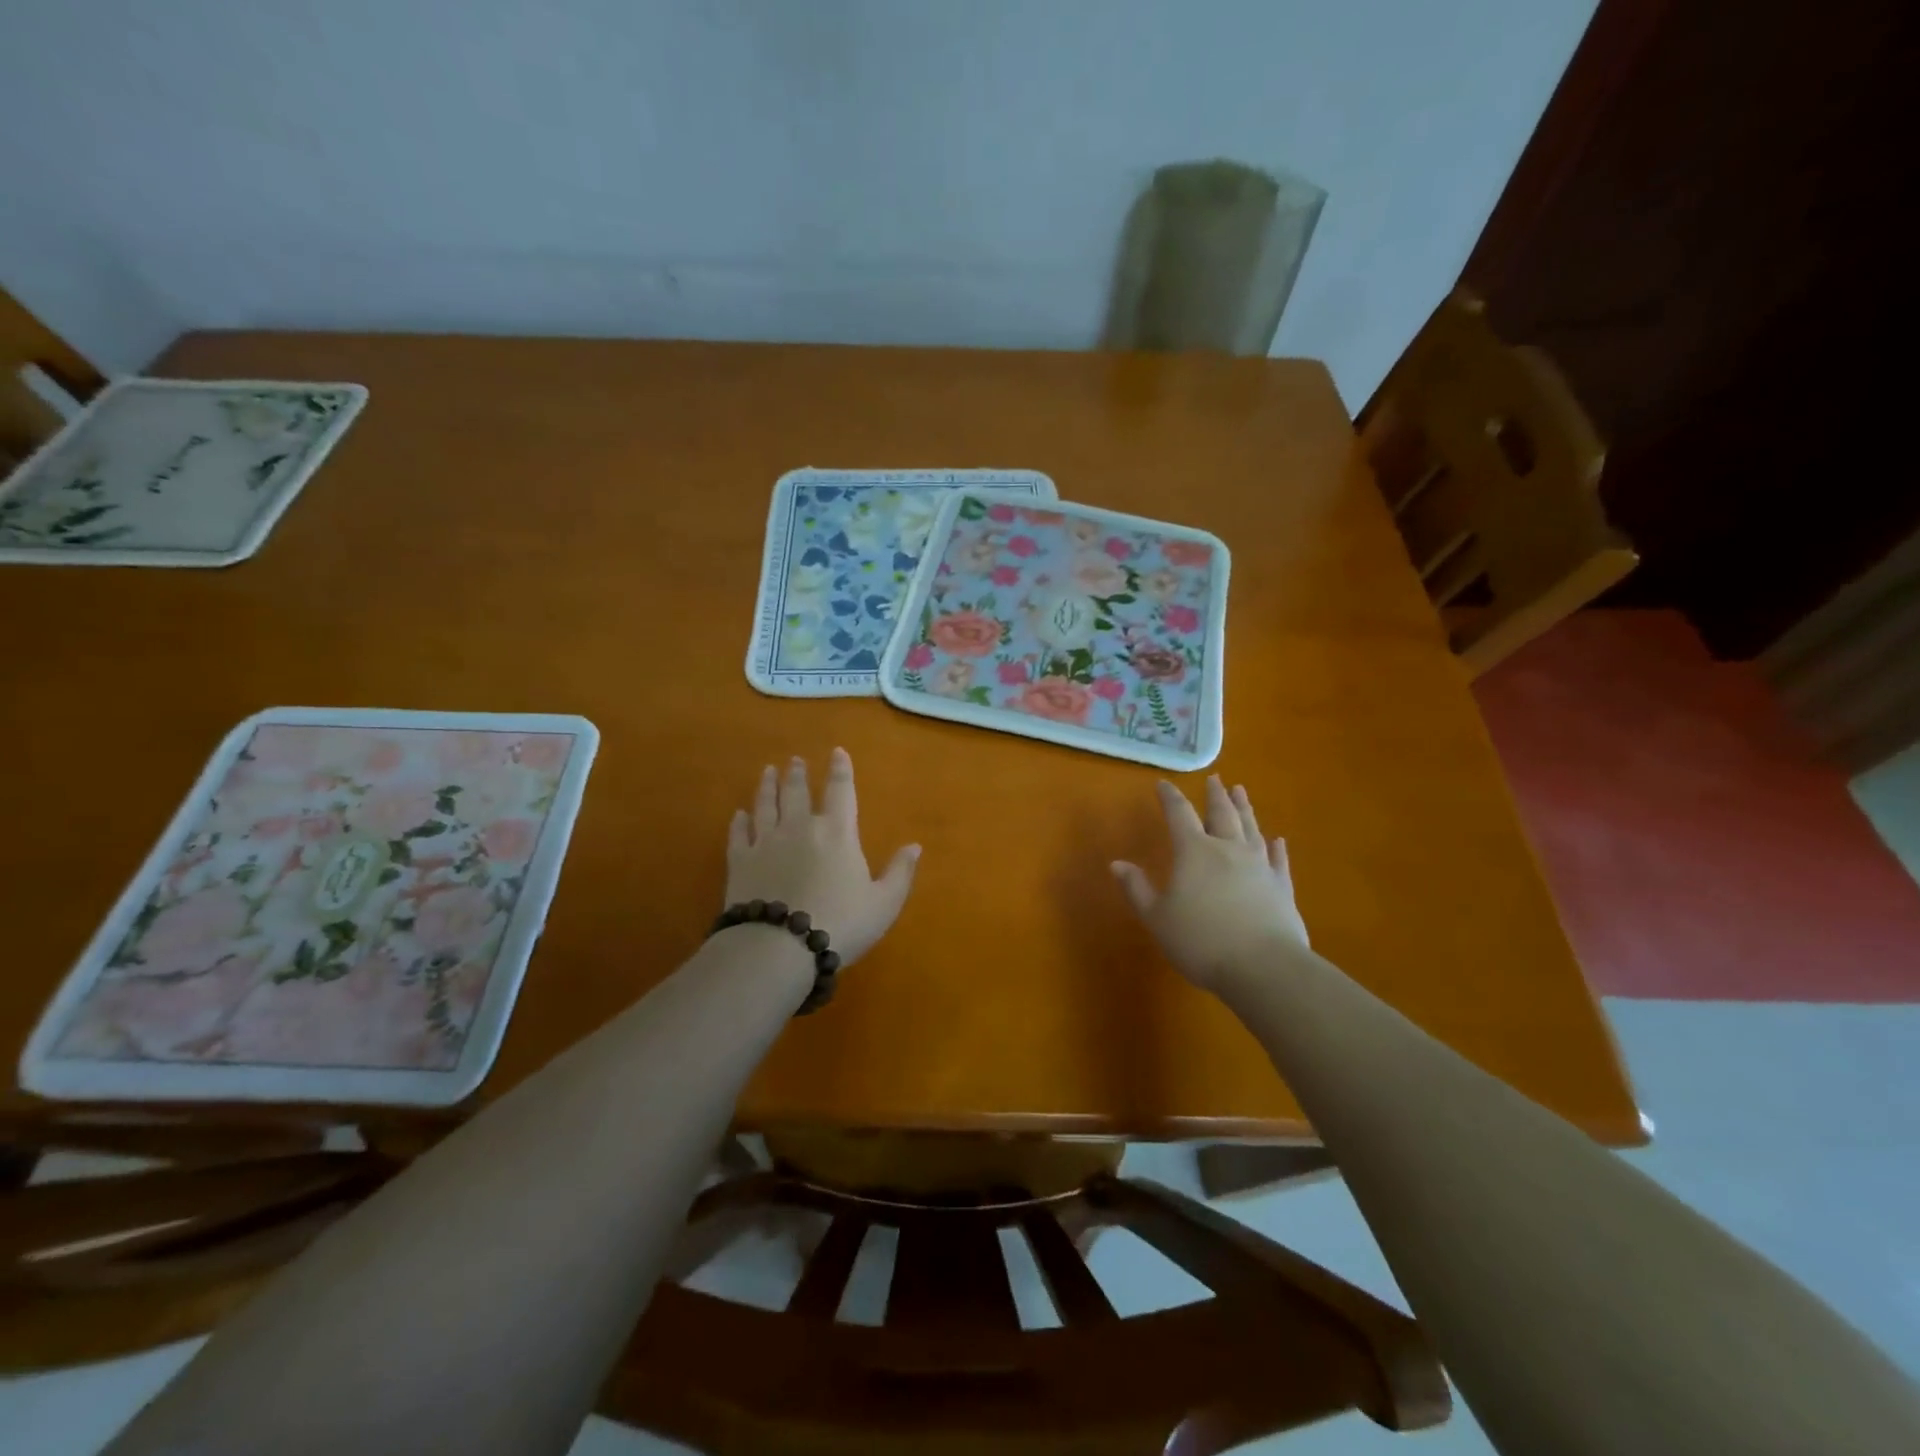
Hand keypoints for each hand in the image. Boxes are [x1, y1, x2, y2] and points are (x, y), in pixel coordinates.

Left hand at [725, 748, 920, 967]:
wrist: (779, 947)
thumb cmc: (840, 923)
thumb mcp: (884, 903)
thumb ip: (900, 872)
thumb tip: (915, 846)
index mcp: (837, 833)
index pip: (841, 791)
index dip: (841, 770)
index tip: (837, 752)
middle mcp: (800, 827)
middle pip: (797, 791)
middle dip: (798, 773)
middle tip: (794, 760)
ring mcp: (766, 842)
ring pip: (766, 804)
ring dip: (767, 786)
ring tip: (767, 771)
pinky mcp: (740, 861)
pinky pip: (738, 834)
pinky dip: (739, 821)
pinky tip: (739, 814)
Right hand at [1111, 776, 1310, 993]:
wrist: (1264, 967)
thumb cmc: (1201, 941)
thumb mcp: (1157, 917)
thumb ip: (1137, 889)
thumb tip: (1117, 863)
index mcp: (1194, 852)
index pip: (1179, 815)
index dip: (1170, 797)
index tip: (1163, 784)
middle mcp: (1228, 850)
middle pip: (1222, 814)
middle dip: (1215, 795)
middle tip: (1215, 778)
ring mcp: (1259, 866)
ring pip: (1251, 829)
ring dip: (1245, 809)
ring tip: (1241, 792)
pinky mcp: (1282, 887)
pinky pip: (1278, 860)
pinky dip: (1277, 847)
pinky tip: (1278, 840)